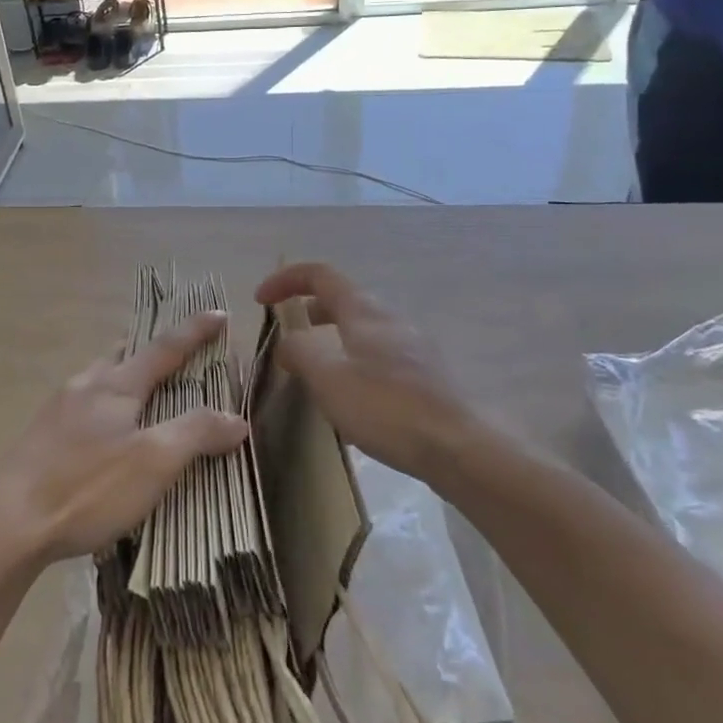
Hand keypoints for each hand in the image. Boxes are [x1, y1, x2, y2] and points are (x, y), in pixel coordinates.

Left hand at [0, 311, 248, 567]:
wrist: (8, 520)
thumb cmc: (87, 486)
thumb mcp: (153, 462)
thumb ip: (196, 433)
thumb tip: (236, 417)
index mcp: (116, 384)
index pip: (165, 348)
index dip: (195, 331)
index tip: (218, 313)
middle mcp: (86, 385)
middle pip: (125, 356)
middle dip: (152, 351)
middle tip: (176, 355)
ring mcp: (59, 409)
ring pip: (100, 379)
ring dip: (126, 377)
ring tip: (144, 394)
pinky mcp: (43, 436)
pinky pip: (85, 405)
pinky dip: (107, 406)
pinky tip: (106, 434)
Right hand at [256, 263, 480, 478]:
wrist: (462, 448)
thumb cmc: (387, 407)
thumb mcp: (328, 378)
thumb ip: (300, 352)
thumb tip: (288, 342)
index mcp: (363, 311)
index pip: (319, 274)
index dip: (285, 279)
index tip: (260, 300)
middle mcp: (390, 320)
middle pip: (343, 300)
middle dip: (309, 311)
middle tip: (288, 337)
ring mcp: (414, 348)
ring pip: (363, 331)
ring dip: (332, 340)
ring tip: (317, 373)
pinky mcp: (428, 377)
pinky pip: (380, 358)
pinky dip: (355, 364)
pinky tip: (353, 403)